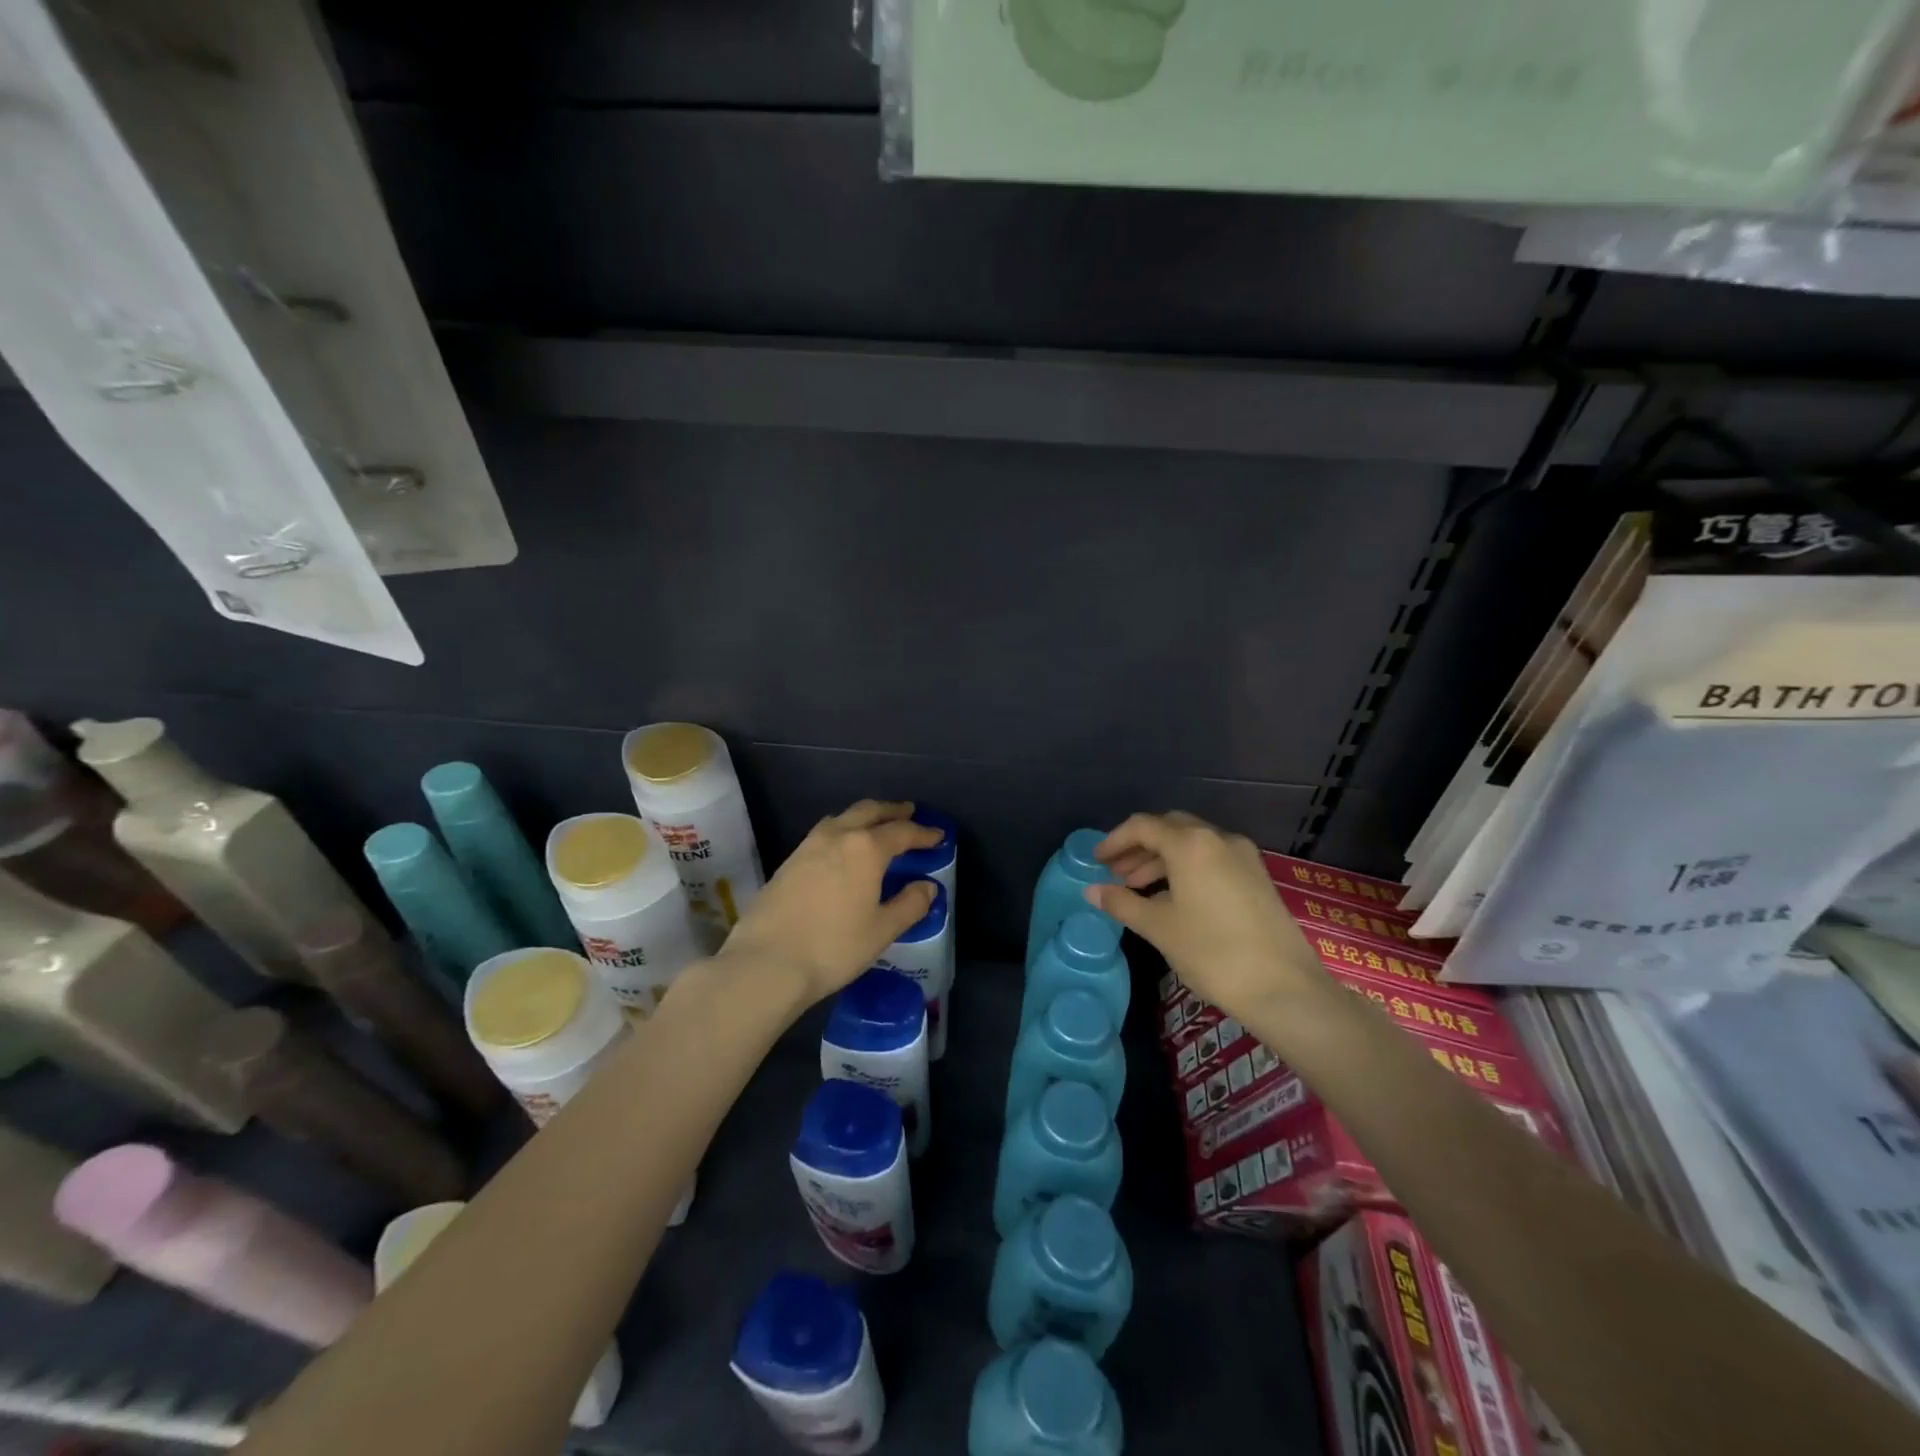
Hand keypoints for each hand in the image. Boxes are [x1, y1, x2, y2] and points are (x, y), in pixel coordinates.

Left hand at [719, 800, 940, 1007]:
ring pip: (842, 818)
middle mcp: (837, 836)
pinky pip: (824, 833)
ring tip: (876, 827)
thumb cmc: (833, 947)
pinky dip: (842, 831)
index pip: (902, 831)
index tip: (939, 835)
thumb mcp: (881, 930)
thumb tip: (928, 887)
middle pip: (869, 811)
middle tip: (909, 812)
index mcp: (866, 848)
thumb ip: (909, 905)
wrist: (766, 962)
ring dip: (864, 817)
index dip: (923, 833)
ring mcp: (808, 846)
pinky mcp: (789, 862)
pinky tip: (843, 850)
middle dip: (892, 810)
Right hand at [1086, 812, 1323, 1019]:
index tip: (1096, 861)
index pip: (1143, 826)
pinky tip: (1172, 898)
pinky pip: (1211, 859)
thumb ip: (1122, 903)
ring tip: (1137, 888)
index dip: (1114, 840)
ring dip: (1161, 859)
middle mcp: (1218, 838)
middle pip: (1169, 828)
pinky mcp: (1257, 876)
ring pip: (1192, 844)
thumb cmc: (1213, 952)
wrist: (1285, 988)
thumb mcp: (1159, 927)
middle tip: (1116, 873)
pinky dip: (1185, 868)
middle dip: (1139, 847)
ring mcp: (1242, 856)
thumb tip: (1091, 891)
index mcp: (1191, 844)